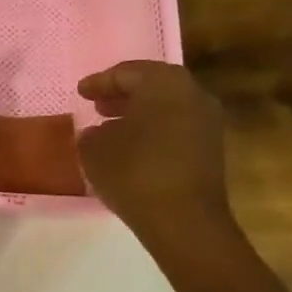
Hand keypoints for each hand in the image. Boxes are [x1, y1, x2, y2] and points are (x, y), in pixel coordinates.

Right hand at [75, 61, 232, 233]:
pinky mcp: (211, 149)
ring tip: (111, 129)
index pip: (127, 72)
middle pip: (152, 86)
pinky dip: (154, 132)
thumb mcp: (95, 151)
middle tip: (97, 106)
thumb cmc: (134, 173)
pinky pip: (176, 129)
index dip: (99, 82)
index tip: (81, 92)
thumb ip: (91, 134)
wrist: (184, 220)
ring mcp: (207, 122)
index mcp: (164, 83)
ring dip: (138, 115)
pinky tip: (133, 150)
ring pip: (166, 108)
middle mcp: (192, 94)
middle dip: (122, 95)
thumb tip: (97, 132)